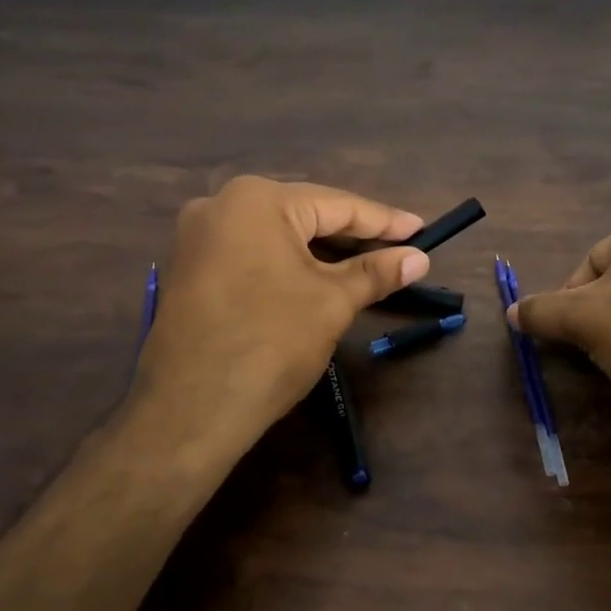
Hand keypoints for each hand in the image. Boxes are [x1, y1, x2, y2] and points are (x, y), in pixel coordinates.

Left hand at [131, 176, 429, 463]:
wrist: (190, 411)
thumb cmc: (270, 344)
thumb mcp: (331, 303)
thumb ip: (376, 273)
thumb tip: (418, 258)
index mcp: (256, 200)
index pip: (337, 205)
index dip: (384, 221)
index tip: (421, 230)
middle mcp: (220, 205)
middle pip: (304, 215)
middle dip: (352, 236)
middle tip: (399, 250)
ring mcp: (197, 238)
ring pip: (276, 237)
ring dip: (321, 253)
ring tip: (366, 266)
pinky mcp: (189, 270)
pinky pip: (252, 255)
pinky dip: (287, 265)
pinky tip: (316, 280)